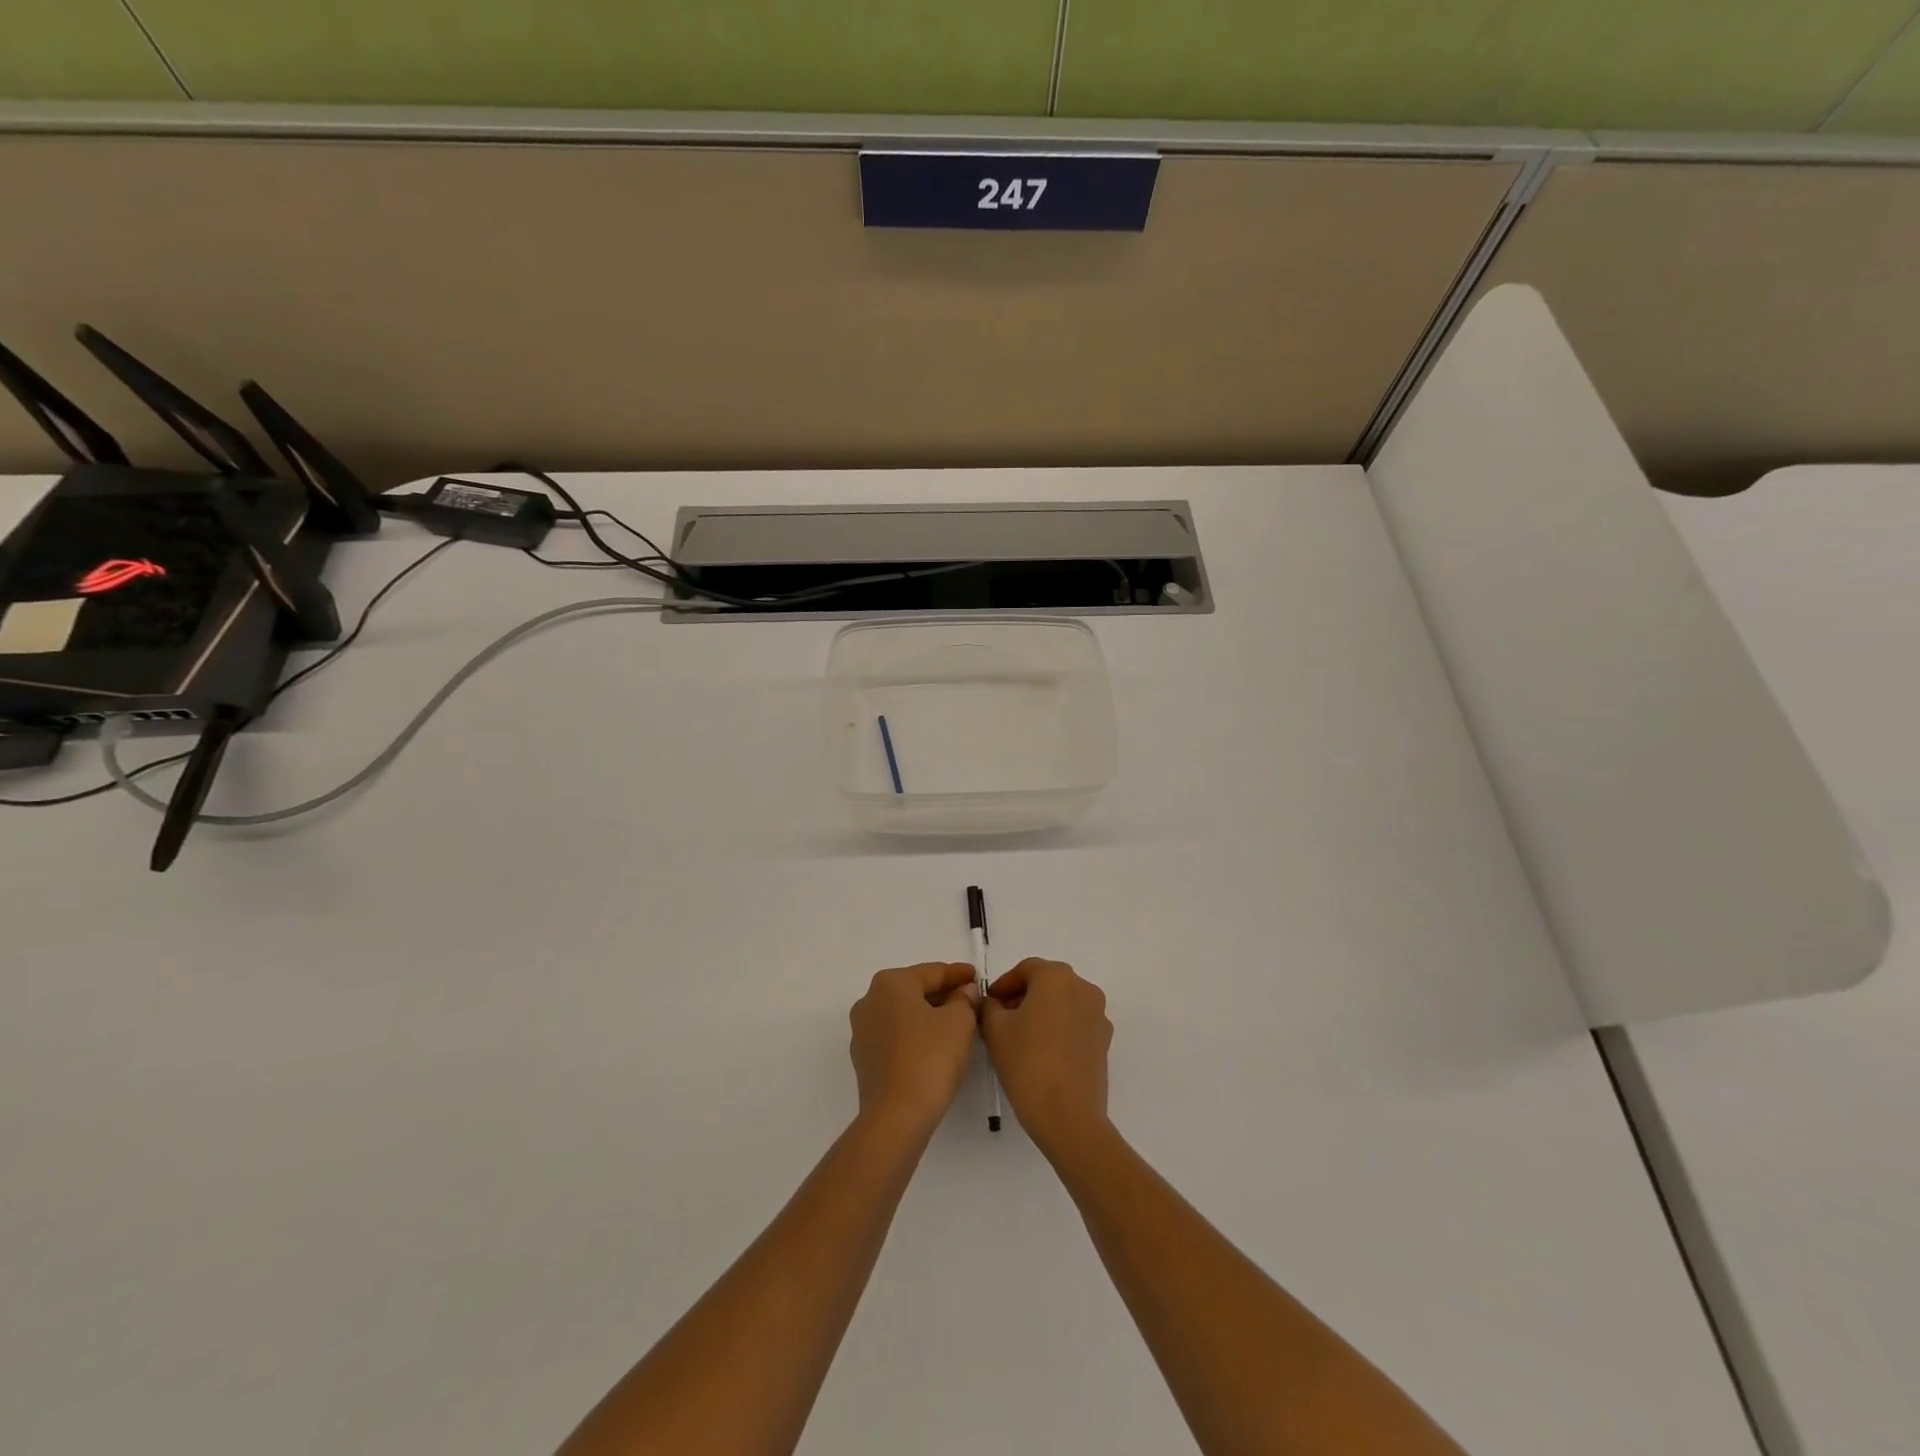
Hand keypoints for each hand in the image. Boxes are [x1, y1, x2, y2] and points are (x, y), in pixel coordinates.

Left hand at [849, 963, 980, 1135]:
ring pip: (904, 1016)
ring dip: (930, 1017)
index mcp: (890, 983)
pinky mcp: (865, 1060)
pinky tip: (936, 1048)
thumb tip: (963, 993)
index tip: (977, 977)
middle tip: (971, 1001)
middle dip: (943, 995)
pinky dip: (916, 1037)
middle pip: (915, 991)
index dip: (958, 974)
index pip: (932, 972)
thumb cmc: (930, 1057)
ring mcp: (863, 1032)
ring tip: (958, 1024)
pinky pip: (896, 1038)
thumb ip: (964, 1000)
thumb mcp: (960, 1021)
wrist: (897, 1115)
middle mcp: (870, 1001)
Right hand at [981, 959, 1112, 1159]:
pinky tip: (1042, 1052)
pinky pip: (1076, 1024)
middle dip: (1022, 997)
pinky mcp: (1105, 1041)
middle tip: (1000, 1018)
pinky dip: (1059, 1029)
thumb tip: (992, 1003)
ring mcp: (1098, 1015)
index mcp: (1056, 977)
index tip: (988, 1003)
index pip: (1025, 969)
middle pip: (1047, 983)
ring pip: (1063, 1003)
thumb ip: (989, 1006)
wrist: (1067, 1115)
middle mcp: (1083, 988)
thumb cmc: (1026, 1062)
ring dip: (1042, 1012)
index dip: (1003, 984)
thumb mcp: (994, 1029)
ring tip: (1020, 1037)